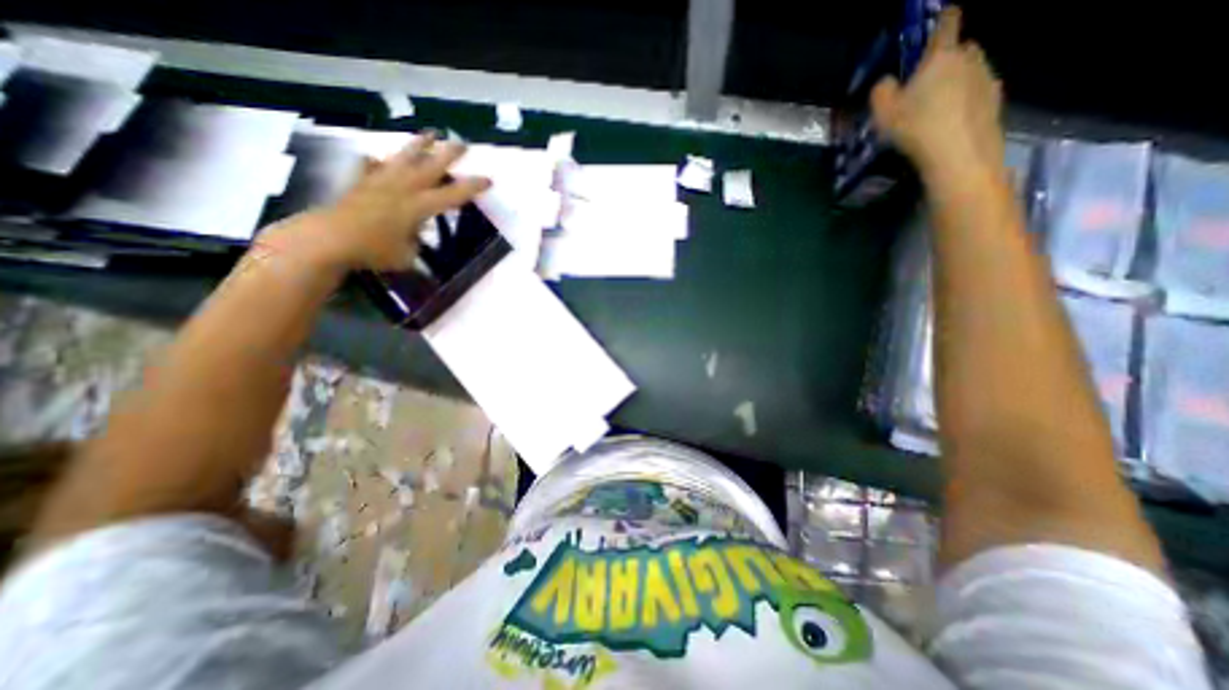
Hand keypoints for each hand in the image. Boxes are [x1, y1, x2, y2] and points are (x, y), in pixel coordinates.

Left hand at [275, 133, 493, 273]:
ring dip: (417, 146)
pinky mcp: (359, 185)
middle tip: (462, 143)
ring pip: (402, 159)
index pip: (452, 195)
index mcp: (418, 207)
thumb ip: (414, 243)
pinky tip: (374, 159)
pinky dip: (373, 164)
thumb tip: (413, 236)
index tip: (488, 179)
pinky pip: (369, 169)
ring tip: (429, 133)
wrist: (328, 240)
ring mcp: (379, 183)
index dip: (471, 187)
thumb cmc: (374, 251)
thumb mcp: (406, 255)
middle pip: (429, 167)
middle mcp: (402, 189)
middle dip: (448, 155)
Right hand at [868, 9, 1001, 184]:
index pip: (947, 23)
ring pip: (971, 70)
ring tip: (937, 107)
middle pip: (962, 48)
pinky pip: (978, 92)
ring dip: (957, 81)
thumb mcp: (884, 114)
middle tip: (927, 81)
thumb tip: (886, 82)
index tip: (938, 22)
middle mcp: (970, 58)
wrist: (959, 154)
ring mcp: (987, 78)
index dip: (942, 20)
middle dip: (947, 58)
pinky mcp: (996, 100)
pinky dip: (966, 100)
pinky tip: (951, 121)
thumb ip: (881, 92)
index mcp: (941, 56)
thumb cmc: (918, 128)